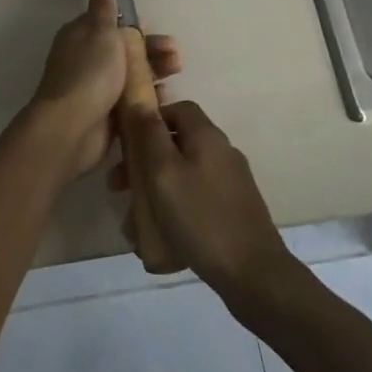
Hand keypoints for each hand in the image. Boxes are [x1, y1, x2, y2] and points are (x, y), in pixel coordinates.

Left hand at [29, 0, 180, 180]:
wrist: (73, 127)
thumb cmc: (90, 73)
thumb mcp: (100, 33)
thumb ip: (104, 11)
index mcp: (81, 36)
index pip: (110, 24)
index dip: (133, 26)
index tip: (155, 28)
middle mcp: (86, 60)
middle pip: (124, 51)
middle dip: (152, 51)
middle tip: (176, 57)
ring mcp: (96, 88)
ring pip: (130, 75)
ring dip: (154, 72)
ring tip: (176, 74)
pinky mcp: (105, 114)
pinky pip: (131, 101)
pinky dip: (147, 97)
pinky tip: (165, 97)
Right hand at [112, 100, 294, 299]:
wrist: (253, 273)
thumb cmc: (201, 217)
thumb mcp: (164, 172)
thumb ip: (149, 134)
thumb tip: (139, 98)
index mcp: (207, 137)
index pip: (178, 109)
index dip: (150, 119)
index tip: (126, 142)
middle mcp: (222, 153)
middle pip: (177, 144)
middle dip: (144, 162)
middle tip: (118, 187)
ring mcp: (230, 183)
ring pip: (182, 176)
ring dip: (154, 192)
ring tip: (132, 223)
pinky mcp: (232, 210)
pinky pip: (195, 200)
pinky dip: (173, 211)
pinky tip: (157, 239)